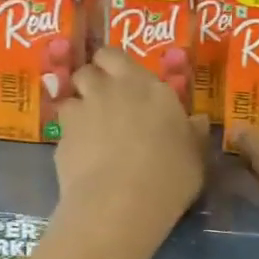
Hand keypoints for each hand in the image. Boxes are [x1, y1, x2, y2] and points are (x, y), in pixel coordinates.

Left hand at [54, 48, 207, 234]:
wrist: (120, 203)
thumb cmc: (170, 174)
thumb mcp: (195, 155)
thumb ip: (192, 133)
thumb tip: (197, 120)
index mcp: (145, 86)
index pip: (116, 56)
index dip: (114, 65)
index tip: (123, 80)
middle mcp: (109, 90)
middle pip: (88, 70)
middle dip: (93, 80)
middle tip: (106, 101)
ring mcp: (81, 114)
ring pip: (70, 98)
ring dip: (79, 109)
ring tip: (92, 132)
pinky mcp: (61, 140)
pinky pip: (64, 130)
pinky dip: (71, 139)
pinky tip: (83, 158)